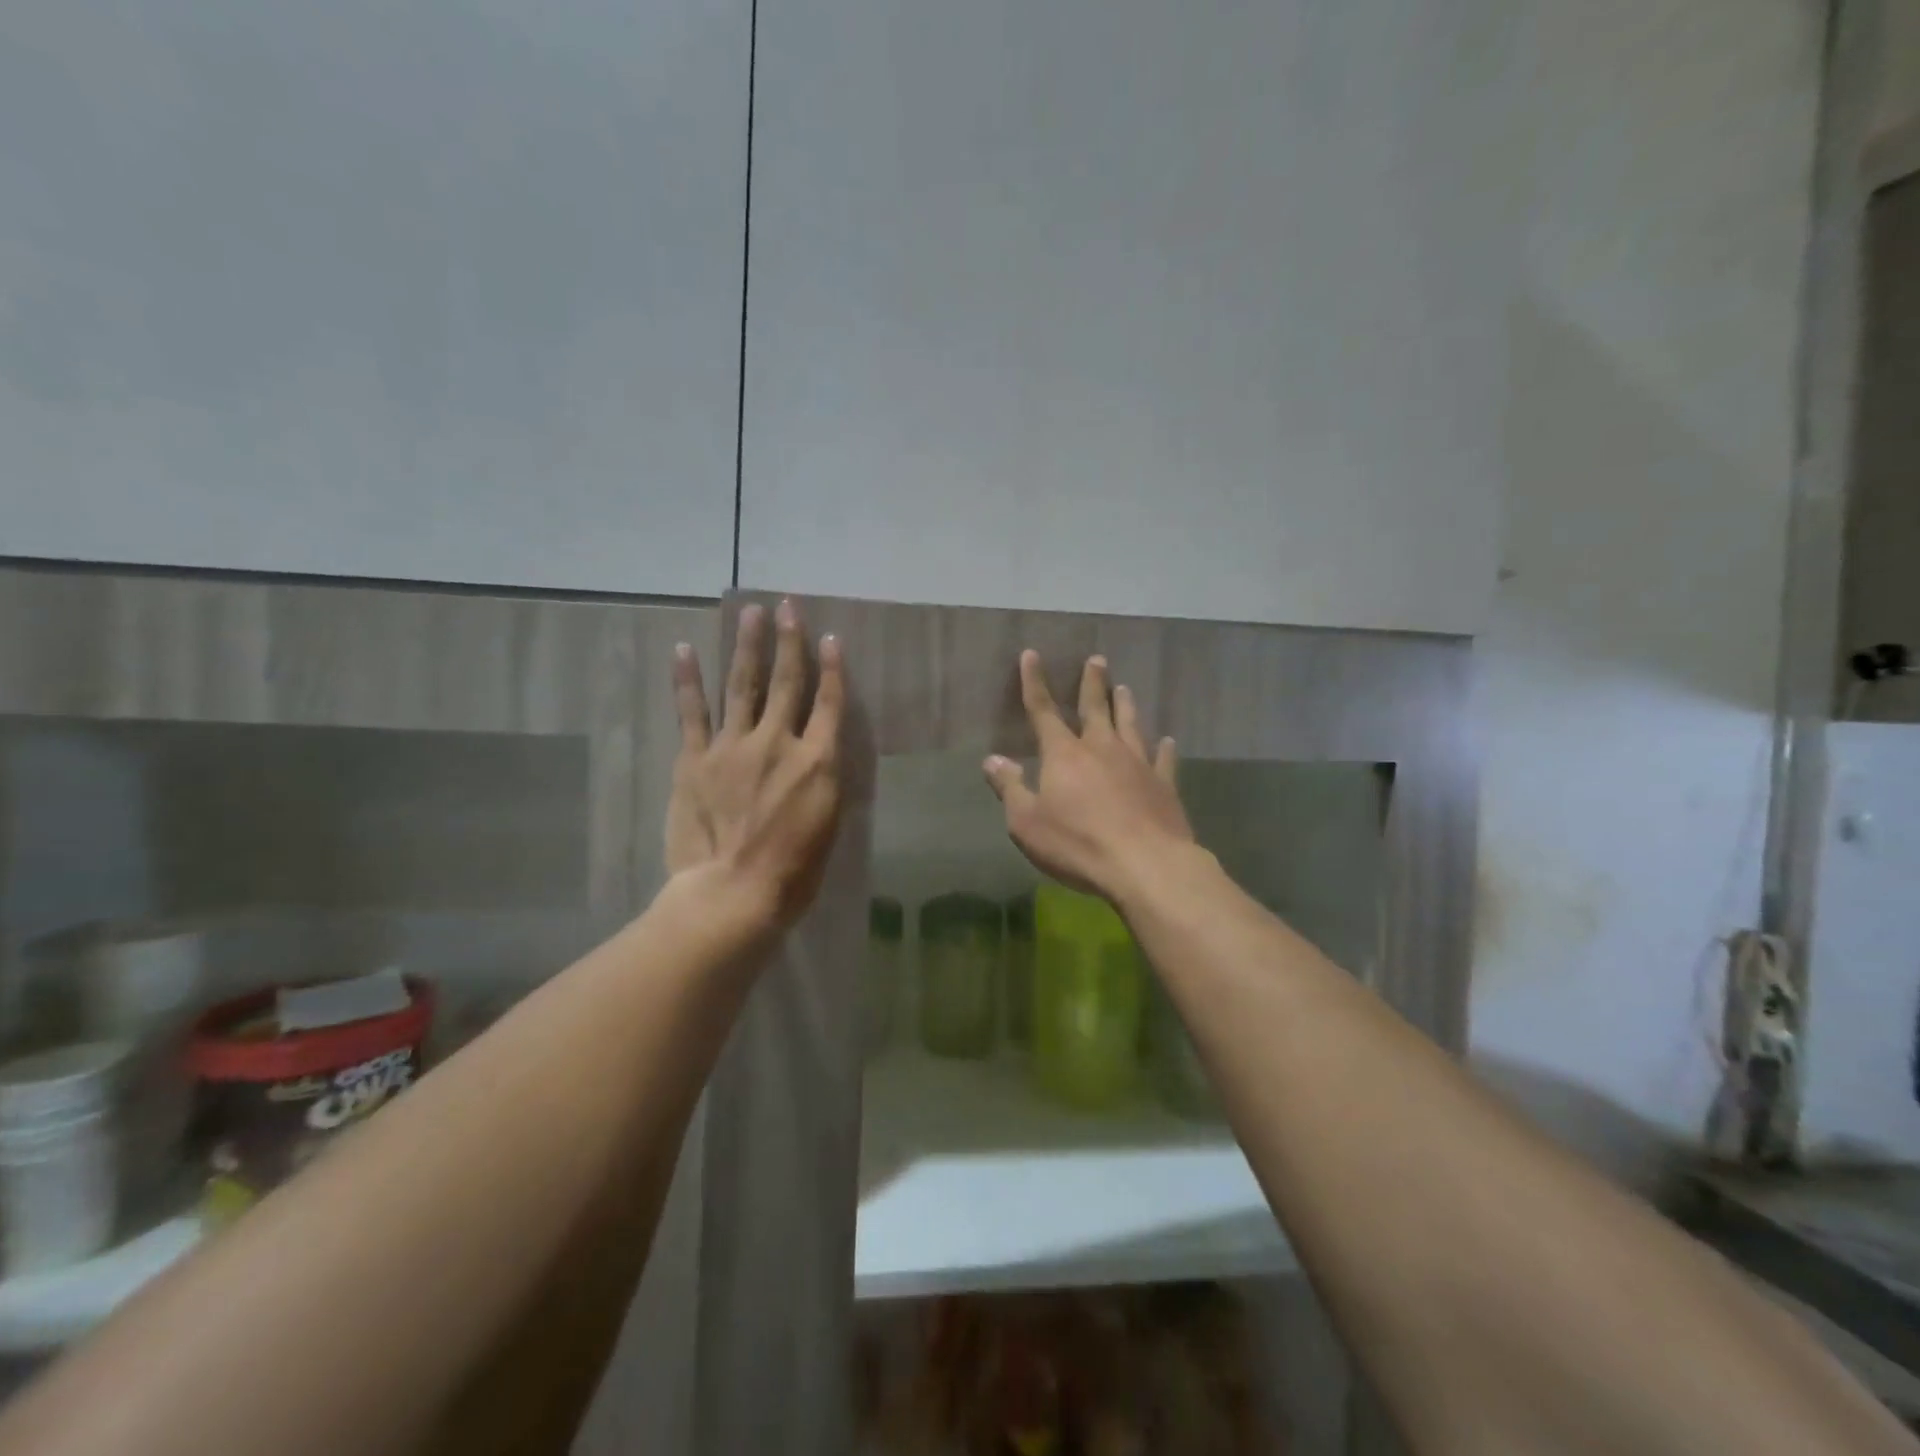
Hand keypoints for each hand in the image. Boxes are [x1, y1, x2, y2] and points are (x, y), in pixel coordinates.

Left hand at [666, 600, 845, 926]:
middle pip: (786, 682)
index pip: (830, 703)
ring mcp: (733, 746)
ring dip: (747, 646)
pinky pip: (692, 712)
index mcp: (817, 761)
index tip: (831, 638)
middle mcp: (779, 742)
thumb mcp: (828, 825)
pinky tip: (686, 650)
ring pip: (742, 685)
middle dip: (789, 641)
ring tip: (750, 613)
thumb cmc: (793, 872)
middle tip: (788, 606)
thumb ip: (824, 781)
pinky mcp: (696, 759)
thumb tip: (821, 755)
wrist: (734, 892)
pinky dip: (688, 680)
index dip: (832, 668)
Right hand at [983, 651, 1194, 903]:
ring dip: (1125, 705)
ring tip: (1124, 687)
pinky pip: (1164, 759)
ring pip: (1130, 725)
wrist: (1145, 865)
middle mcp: (1101, 749)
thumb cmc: (1077, 844)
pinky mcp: (1164, 785)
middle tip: (1097, 660)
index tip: (1032, 655)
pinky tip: (1168, 740)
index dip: (1034, 683)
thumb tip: (991, 760)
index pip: (1043, 711)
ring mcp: (1137, 764)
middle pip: (1095, 708)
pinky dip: (1165, 748)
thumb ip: (1010, 788)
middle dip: (1092, 683)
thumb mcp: (1026, 822)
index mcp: (1064, 755)